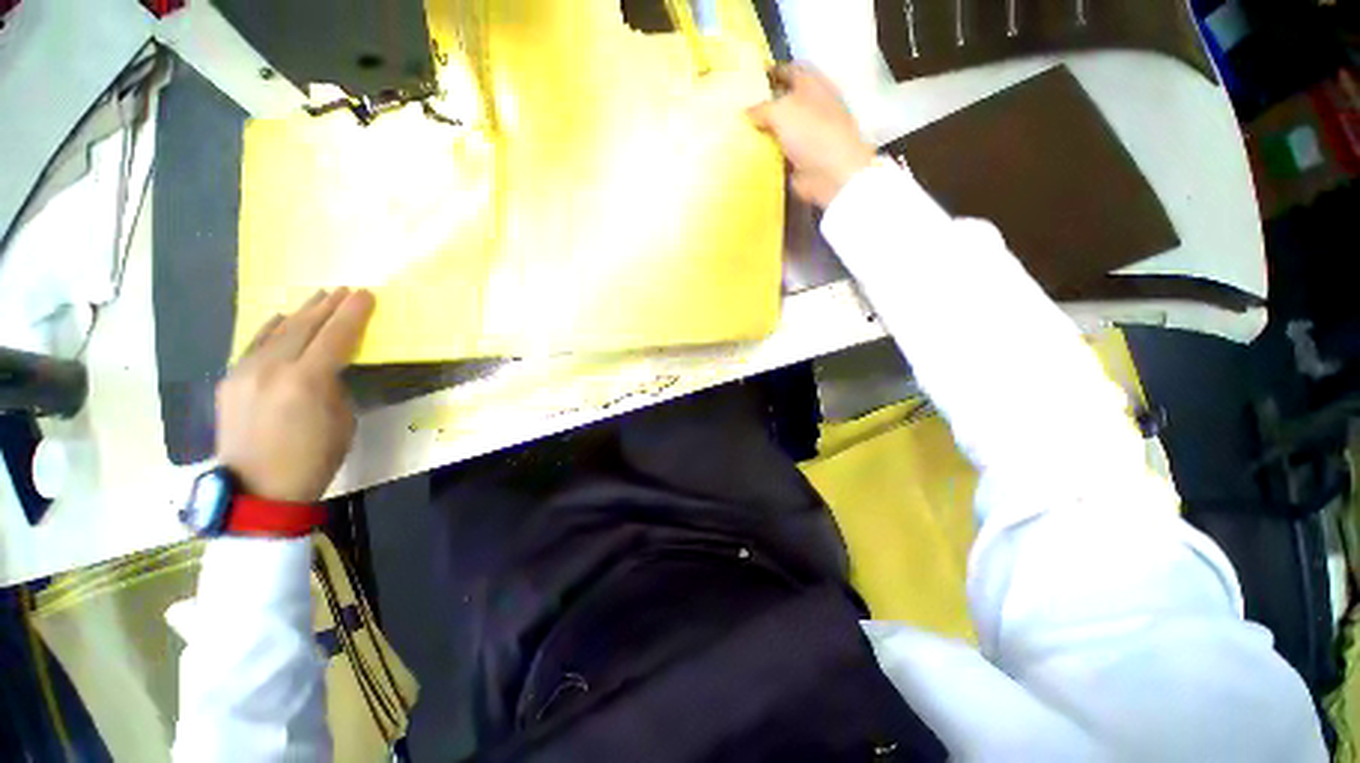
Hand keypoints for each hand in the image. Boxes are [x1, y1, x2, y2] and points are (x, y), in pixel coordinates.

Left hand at [216, 289, 375, 502]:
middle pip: (303, 327)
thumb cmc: (314, 459)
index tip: (365, 295)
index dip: (352, 314)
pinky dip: (270, 329)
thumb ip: (334, 386)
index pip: (335, 337)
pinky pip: (253, 346)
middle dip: (327, 306)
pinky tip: (280, 319)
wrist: (258, 490)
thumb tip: (328, 368)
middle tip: (345, 290)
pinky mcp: (229, 381)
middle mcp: (271, 369)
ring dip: (301, 313)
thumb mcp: (342, 421)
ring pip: (276, 331)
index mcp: (306, 381)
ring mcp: (244, 373)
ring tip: (318, 298)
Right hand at [747, 64, 876, 208]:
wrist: (831, 173)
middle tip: (739, 107)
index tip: (750, 76)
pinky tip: (749, 155)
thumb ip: (761, 108)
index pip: (790, 70)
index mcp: (812, 85)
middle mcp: (811, 108)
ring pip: (780, 130)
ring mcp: (806, 136)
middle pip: (784, 101)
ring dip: (763, 132)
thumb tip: (747, 112)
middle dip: (764, 104)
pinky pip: (778, 155)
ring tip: (739, 132)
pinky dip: (766, 156)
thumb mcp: (781, 110)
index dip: (772, 70)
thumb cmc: (811, 132)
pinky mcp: (800, 161)